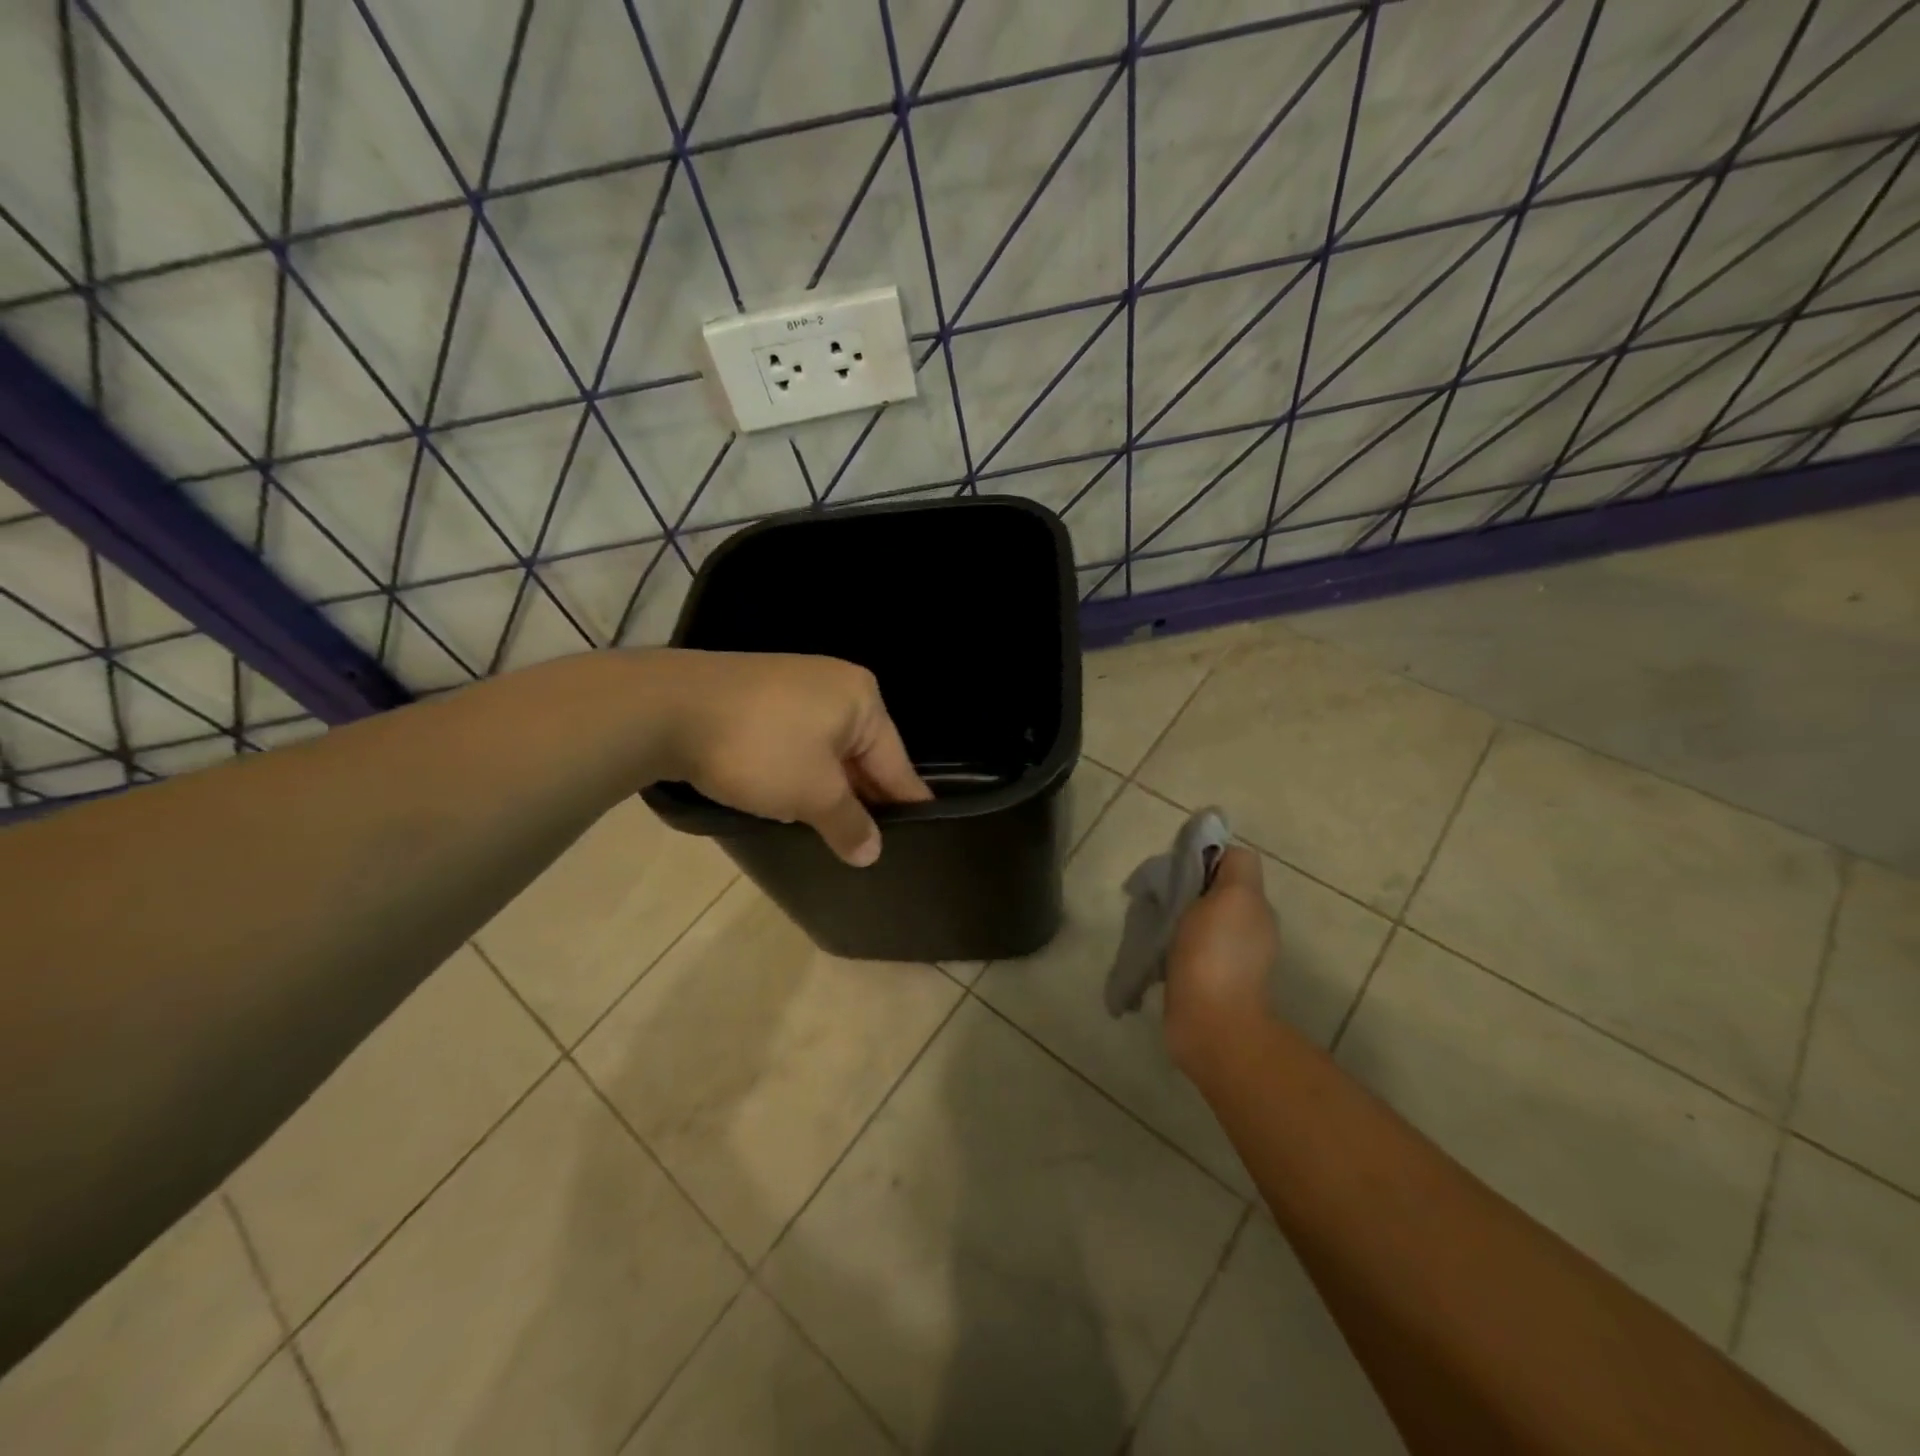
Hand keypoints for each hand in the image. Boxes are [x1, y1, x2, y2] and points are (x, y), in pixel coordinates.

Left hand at [646, 649, 931, 865]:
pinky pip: (796, 743)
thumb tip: (872, 853)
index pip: (897, 764)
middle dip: (862, 800)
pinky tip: (791, 803)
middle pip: (863, 755)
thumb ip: (849, 824)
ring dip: (828, 790)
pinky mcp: (759, 697)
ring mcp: (794, 686)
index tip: (921, 839)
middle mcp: (835, 685)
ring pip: (827, 752)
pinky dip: (799, 774)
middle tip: (869, 847)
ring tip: (832, 834)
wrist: (666, 708)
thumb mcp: (813, 795)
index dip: (906, 806)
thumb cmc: (760, 748)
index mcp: (863, 700)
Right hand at [1163, 847, 1279, 1075]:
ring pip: (1197, 919)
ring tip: (1149, 922)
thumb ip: (1234, 868)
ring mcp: (1227, 959)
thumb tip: (1221, 854)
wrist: (1211, 1025)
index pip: (1232, 863)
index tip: (1178, 867)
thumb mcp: (1234, 896)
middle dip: (1185, 888)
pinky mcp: (1205, 982)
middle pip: (1213, 891)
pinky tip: (1154, 949)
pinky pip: (1186, 947)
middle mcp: (1247, 929)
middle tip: (1157, 895)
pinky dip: (1171, 944)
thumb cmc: (1216, 954)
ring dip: (1176, 917)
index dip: (1206, 857)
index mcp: (1254, 906)